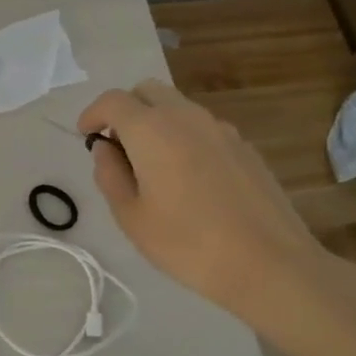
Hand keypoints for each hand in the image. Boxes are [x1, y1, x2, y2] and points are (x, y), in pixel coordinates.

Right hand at [79, 80, 333, 325]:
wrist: (269, 264)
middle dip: (126, 109)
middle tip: (118, 145)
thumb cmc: (187, 243)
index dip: (93, 114)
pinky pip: (203, 128)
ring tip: (152, 166)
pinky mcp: (245, 147)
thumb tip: (105, 149)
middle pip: (148, 91)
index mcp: (151, 130)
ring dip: (156, 122)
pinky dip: (184, 137)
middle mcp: (186, 117)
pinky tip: (188, 178)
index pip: (113, 100)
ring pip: (178, 107)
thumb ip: (110, 175)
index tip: (86, 136)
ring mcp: (221, 129)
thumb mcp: (130, 216)